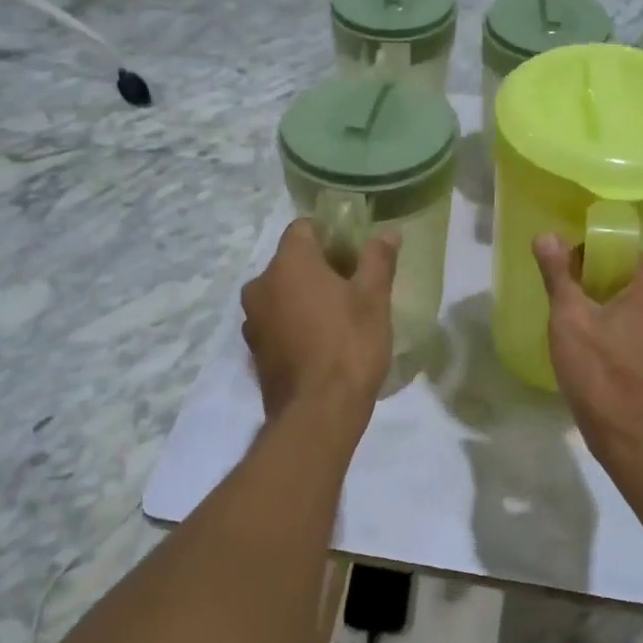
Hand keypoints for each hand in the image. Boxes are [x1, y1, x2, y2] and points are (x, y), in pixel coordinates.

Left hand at [241, 220, 398, 424]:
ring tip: (338, 316)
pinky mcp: (254, 349)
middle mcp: (261, 285)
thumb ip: (378, 259)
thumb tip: (389, 232)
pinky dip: (294, 321)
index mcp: (289, 263)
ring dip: (305, 295)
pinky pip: (276, 320)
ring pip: (281, 292)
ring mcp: (253, 319)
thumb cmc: (350, 345)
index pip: (303, 228)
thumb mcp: (374, 299)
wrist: (318, 413)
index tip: (354, 252)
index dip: (330, 234)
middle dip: (319, 266)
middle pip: (291, 260)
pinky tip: (320, 341)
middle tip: (353, 285)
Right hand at [533, 234, 642, 462]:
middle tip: (564, 304)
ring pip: (636, 307)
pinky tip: (600, 353)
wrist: (637, 442)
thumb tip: (546, 235)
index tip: (561, 277)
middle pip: (628, 279)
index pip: (619, 252)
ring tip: (577, 330)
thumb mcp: (570, 319)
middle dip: (595, 286)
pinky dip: (623, 334)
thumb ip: (559, 274)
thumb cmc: (601, 374)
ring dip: (608, 311)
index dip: (586, 258)